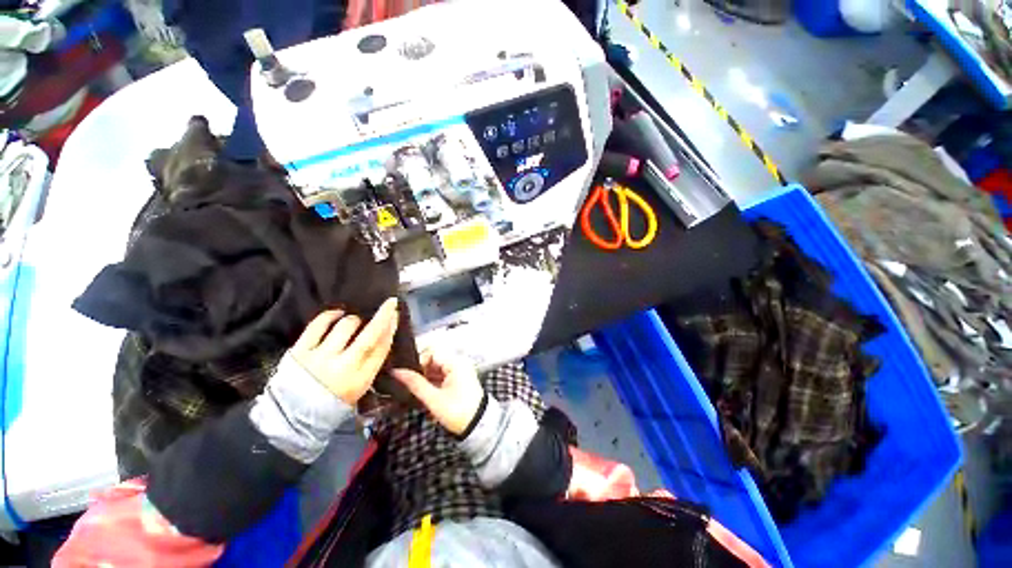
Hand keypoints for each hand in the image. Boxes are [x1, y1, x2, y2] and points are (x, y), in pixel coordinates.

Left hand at [291, 298, 398, 404]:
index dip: (391, 329)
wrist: (292, 420)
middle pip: (370, 335)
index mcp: (361, 379)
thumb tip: (383, 335)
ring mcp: (321, 358)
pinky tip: (337, 313)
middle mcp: (344, 367)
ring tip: (354, 321)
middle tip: (390, 302)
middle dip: (383, 316)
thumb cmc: (332, 403)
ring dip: (354, 320)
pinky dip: (330, 316)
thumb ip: (371, 363)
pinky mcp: (300, 351)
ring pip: (346, 326)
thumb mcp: (360, 388)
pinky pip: (318, 325)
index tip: (395, 315)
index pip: (382, 348)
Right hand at [392, 350, 484, 435]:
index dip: (418, 362)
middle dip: (421, 372)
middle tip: (410, 386)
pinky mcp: (459, 379)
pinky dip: (433, 383)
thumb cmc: (457, 411)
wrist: (478, 425)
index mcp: (455, 362)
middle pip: (434, 360)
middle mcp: (459, 362)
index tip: (409, 377)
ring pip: (437, 369)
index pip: (432, 352)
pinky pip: (442, 376)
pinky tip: (426, 395)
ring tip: (416, 393)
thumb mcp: (434, 399)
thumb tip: (396, 371)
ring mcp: (460, 371)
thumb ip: (415, 383)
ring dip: (426, 379)